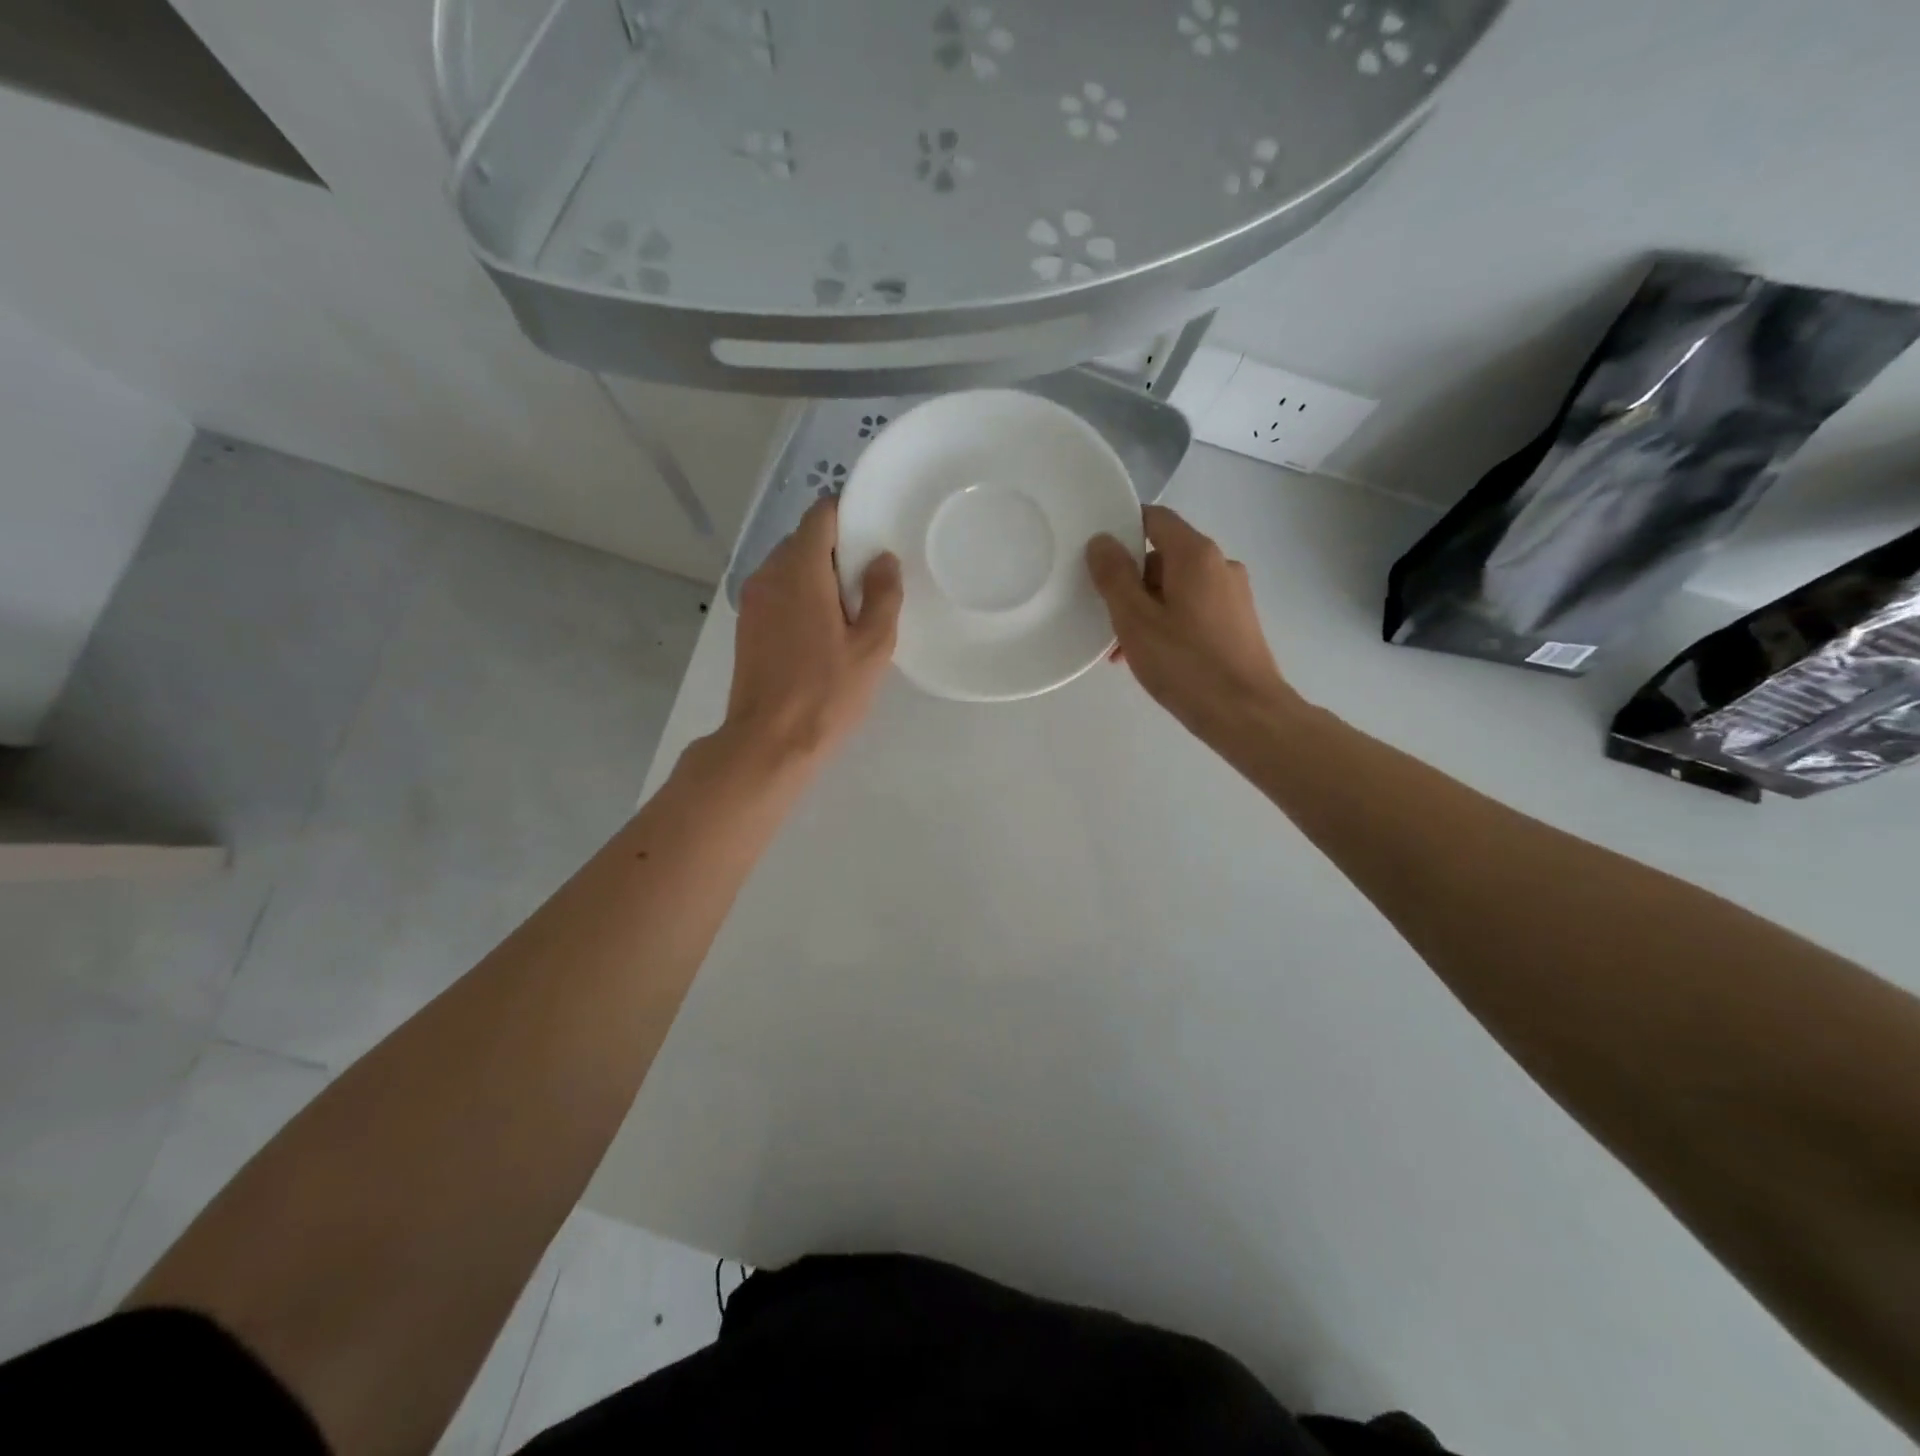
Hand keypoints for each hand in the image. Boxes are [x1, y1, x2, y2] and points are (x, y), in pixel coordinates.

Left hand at [723, 498, 902, 765]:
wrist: (769, 742)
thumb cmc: (826, 693)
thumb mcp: (872, 647)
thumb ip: (883, 596)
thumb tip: (883, 560)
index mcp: (800, 570)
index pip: (820, 515)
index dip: (848, 515)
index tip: (874, 534)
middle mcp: (768, 574)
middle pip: (804, 540)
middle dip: (837, 550)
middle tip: (870, 580)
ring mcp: (752, 600)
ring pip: (788, 567)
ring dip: (818, 575)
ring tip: (849, 609)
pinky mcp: (747, 625)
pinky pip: (777, 592)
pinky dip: (800, 596)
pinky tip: (822, 630)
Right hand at [1086, 505, 1296, 741]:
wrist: (1246, 714)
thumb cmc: (1186, 664)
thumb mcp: (1135, 620)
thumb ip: (1114, 576)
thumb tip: (1101, 540)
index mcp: (1196, 555)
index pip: (1154, 519)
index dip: (1122, 530)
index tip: (1096, 559)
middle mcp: (1220, 565)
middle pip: (1163, 556)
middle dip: (1131, 583)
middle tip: (1106, 619)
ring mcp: (1233, 595)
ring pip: (1176, 588)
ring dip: (1146, 609)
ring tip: (1124, 650)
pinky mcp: (1238, 622)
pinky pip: (1193, 609)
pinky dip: (1168, 623)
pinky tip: (1152, 657)